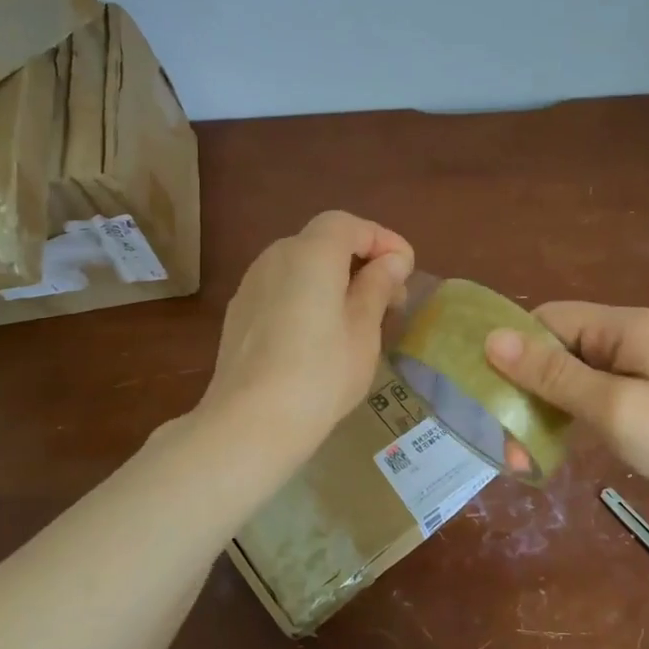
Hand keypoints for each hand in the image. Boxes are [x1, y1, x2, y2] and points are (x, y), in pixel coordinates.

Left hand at [202, 211, 413, 448]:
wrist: (250, 423)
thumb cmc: (320, 375)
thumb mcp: (363, 330)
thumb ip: (377, 286)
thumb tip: (392, 261)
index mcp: (310, 254)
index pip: (349, 225)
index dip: (383, 240)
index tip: (407, 269)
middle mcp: (276, 257)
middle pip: (324, 241)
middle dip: (362, 260)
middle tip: (391, 297)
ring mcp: (252, 284)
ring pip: (302, 265)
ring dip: (335, 278)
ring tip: (361, 317)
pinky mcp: (240, 312)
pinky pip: (283, 287)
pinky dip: (310, 295)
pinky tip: (322, 332)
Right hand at [485, 302, 648, 504]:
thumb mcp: (610, 406)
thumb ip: (552, 374)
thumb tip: (493, 339)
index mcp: (623, 327)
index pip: (550, 319)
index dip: (516, 347)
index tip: (487, 387)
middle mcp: (625, 340)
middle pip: (557, 350)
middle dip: (526, 389)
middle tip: (504, 437)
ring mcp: (633, 371)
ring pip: (568, 379)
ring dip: (542, 411)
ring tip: (520, 455)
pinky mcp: (636, 400)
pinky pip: (587, 398)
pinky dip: (565, 419)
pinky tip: (548, 449)